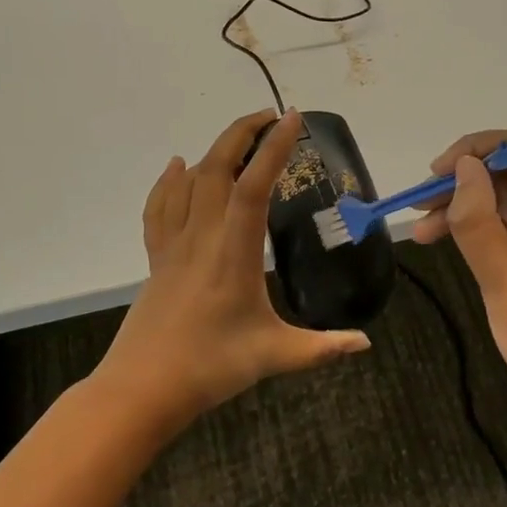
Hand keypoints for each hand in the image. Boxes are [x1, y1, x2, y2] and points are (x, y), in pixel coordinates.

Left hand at [100, 109, 370, 425]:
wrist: (141, 389)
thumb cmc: (210, 369)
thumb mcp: (274, 356)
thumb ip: (323, 347)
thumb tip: (365, 343)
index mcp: (234, 254)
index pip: (254, 188)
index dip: (272, 150)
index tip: (291, 119)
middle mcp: (202, 238)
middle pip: (216, 169)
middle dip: (241, 133)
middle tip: (269, 116)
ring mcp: (174, 245)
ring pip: (189, 181)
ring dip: (213, 150)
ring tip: (238, 135)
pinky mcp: (157, 258)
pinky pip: (159, 207)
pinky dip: (169, 180)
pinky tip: (177, 165)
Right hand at [412, 128, 506, 433]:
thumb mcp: (499, 278)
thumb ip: (477, 218)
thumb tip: (464, 167)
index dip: (477, 149)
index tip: (437, 173)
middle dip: (467, 182)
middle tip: (421, 206)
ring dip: (473, 206)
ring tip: (425, 230)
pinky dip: (492, 226)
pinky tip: (454, 240)